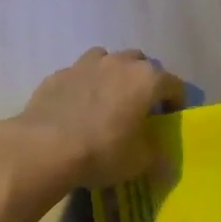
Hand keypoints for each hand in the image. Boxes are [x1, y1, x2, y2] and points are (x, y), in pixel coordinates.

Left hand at [0, 48, 183, 195]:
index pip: (173, 84)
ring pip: (107, 59)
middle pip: (140, 63)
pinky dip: (84, 85)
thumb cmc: (101, 152)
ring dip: (112, 74)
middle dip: (144, 81)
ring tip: (107, 99)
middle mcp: (118, 63)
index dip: (176, 100)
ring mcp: (85, 64)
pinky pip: (79, 74)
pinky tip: (77, 107)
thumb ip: (154, 152)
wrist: (44, 147)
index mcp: (146, 80)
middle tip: (139, 105)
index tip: (170, 117)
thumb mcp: (138, 162)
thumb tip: (158, 151)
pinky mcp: (58, 74)